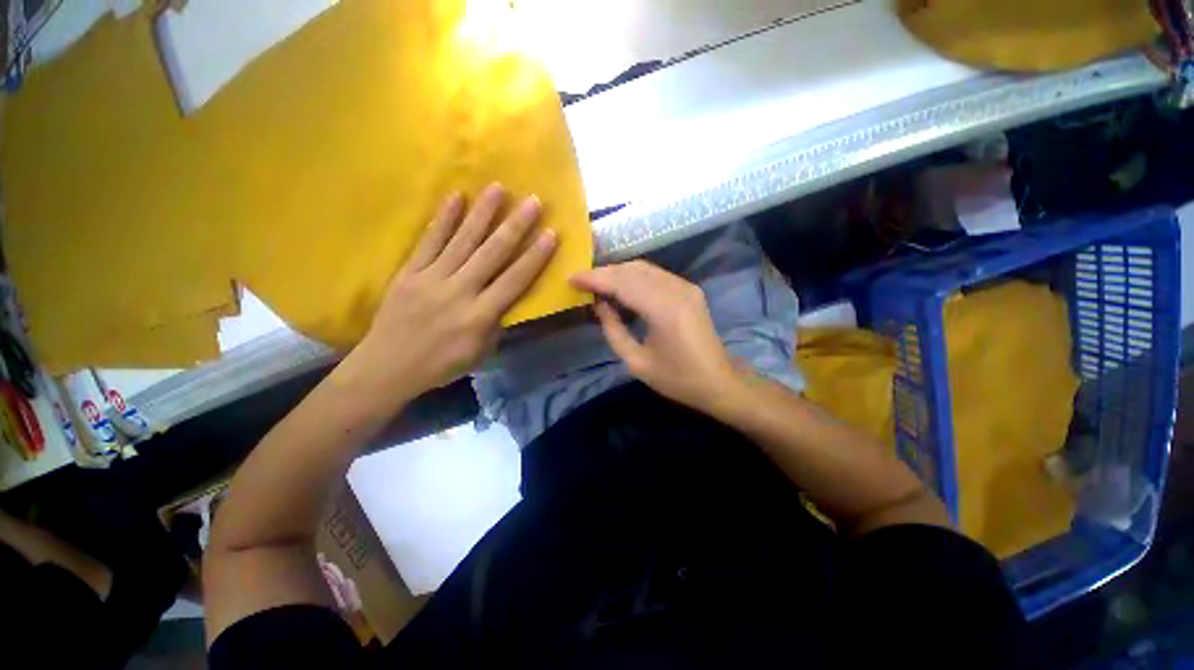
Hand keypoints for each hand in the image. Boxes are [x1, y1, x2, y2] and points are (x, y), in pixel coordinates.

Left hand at [351, 184, 556, 395]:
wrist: (387, 368)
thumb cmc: (441, 365)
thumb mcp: (481, 353)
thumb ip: (497, 324)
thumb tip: (508, 299)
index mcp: (480, 316)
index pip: (515, 280)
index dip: (535, 256)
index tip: (551, 233)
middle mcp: (459, 292)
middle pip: (492, 253)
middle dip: (516, 225)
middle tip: (533, 200)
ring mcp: (431, 278)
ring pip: (462, 240)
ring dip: (483, 213)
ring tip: (498, 188)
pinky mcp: (409, 272)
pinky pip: (428, 241)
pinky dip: (443, 218)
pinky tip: (455, 197)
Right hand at [570, 261, 739, 414]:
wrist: (719, 382)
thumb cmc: (677, 379)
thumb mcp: (637, 362)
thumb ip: (614, 331)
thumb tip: (598, 305)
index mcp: (664, 311)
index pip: (622, 283)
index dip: (595, 278)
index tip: (571, 277)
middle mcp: (677, 290)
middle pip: (632, 270)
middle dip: (604, 273)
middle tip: (581, 281)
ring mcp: (686, 287)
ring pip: (644, 268)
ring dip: (618, 273)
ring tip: (597, 283)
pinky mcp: (690, 289)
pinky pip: (656, 275)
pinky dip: (634, 277)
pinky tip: (622, 287)